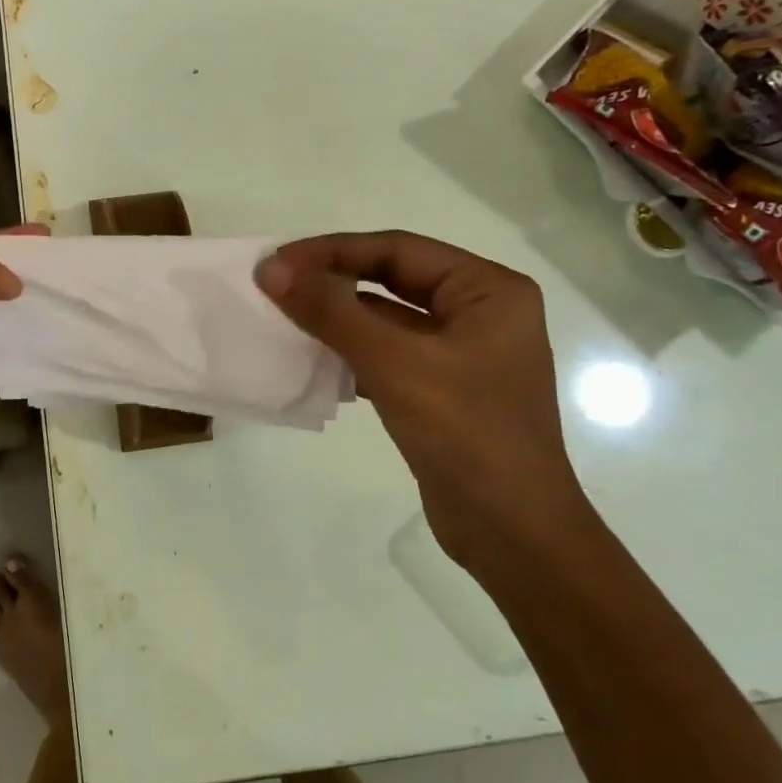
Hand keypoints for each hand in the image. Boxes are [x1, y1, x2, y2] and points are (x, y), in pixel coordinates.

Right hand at [255, 231, 593, 568]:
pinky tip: (311, 361)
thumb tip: (271, 269)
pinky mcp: (440, 391)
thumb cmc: (465, 433)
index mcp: (488, 289)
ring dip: (336, 319)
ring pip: (385, 320)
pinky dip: (349, 355)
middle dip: (332, 282)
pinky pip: (386, 356)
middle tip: (274, 285)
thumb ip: (332, 312)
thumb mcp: (395, 363)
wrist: (510, 532)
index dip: (332, 251)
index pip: (398, 250)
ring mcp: (460, 354)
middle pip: (392, 280)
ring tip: (282, 318)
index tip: (276, 262)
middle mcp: (479, 312)